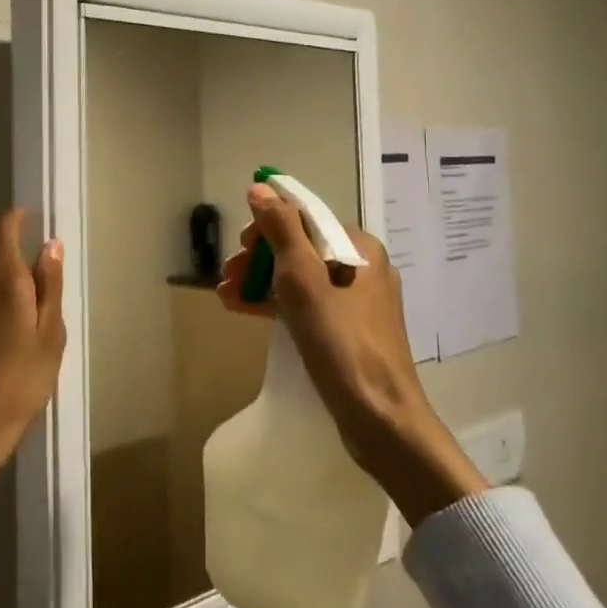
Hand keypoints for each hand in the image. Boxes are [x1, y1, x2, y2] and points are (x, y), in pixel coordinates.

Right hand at [217, 183, 485, 524]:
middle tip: (229, 275)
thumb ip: (282, 231)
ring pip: (299, 278)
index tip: (240, 247)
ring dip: (260, 281)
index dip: (267, 227)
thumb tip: (261, 187)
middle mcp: (362, 268)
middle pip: (300, 248)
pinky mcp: (346, 331)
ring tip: (225, 294)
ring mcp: (355, 302)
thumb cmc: (342, 343)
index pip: (306, 218)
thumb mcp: (304, 281)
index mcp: (360, 248)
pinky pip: (305, 304)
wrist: (381, 420)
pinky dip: (275, 304)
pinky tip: (242, 309)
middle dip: (259, 258)